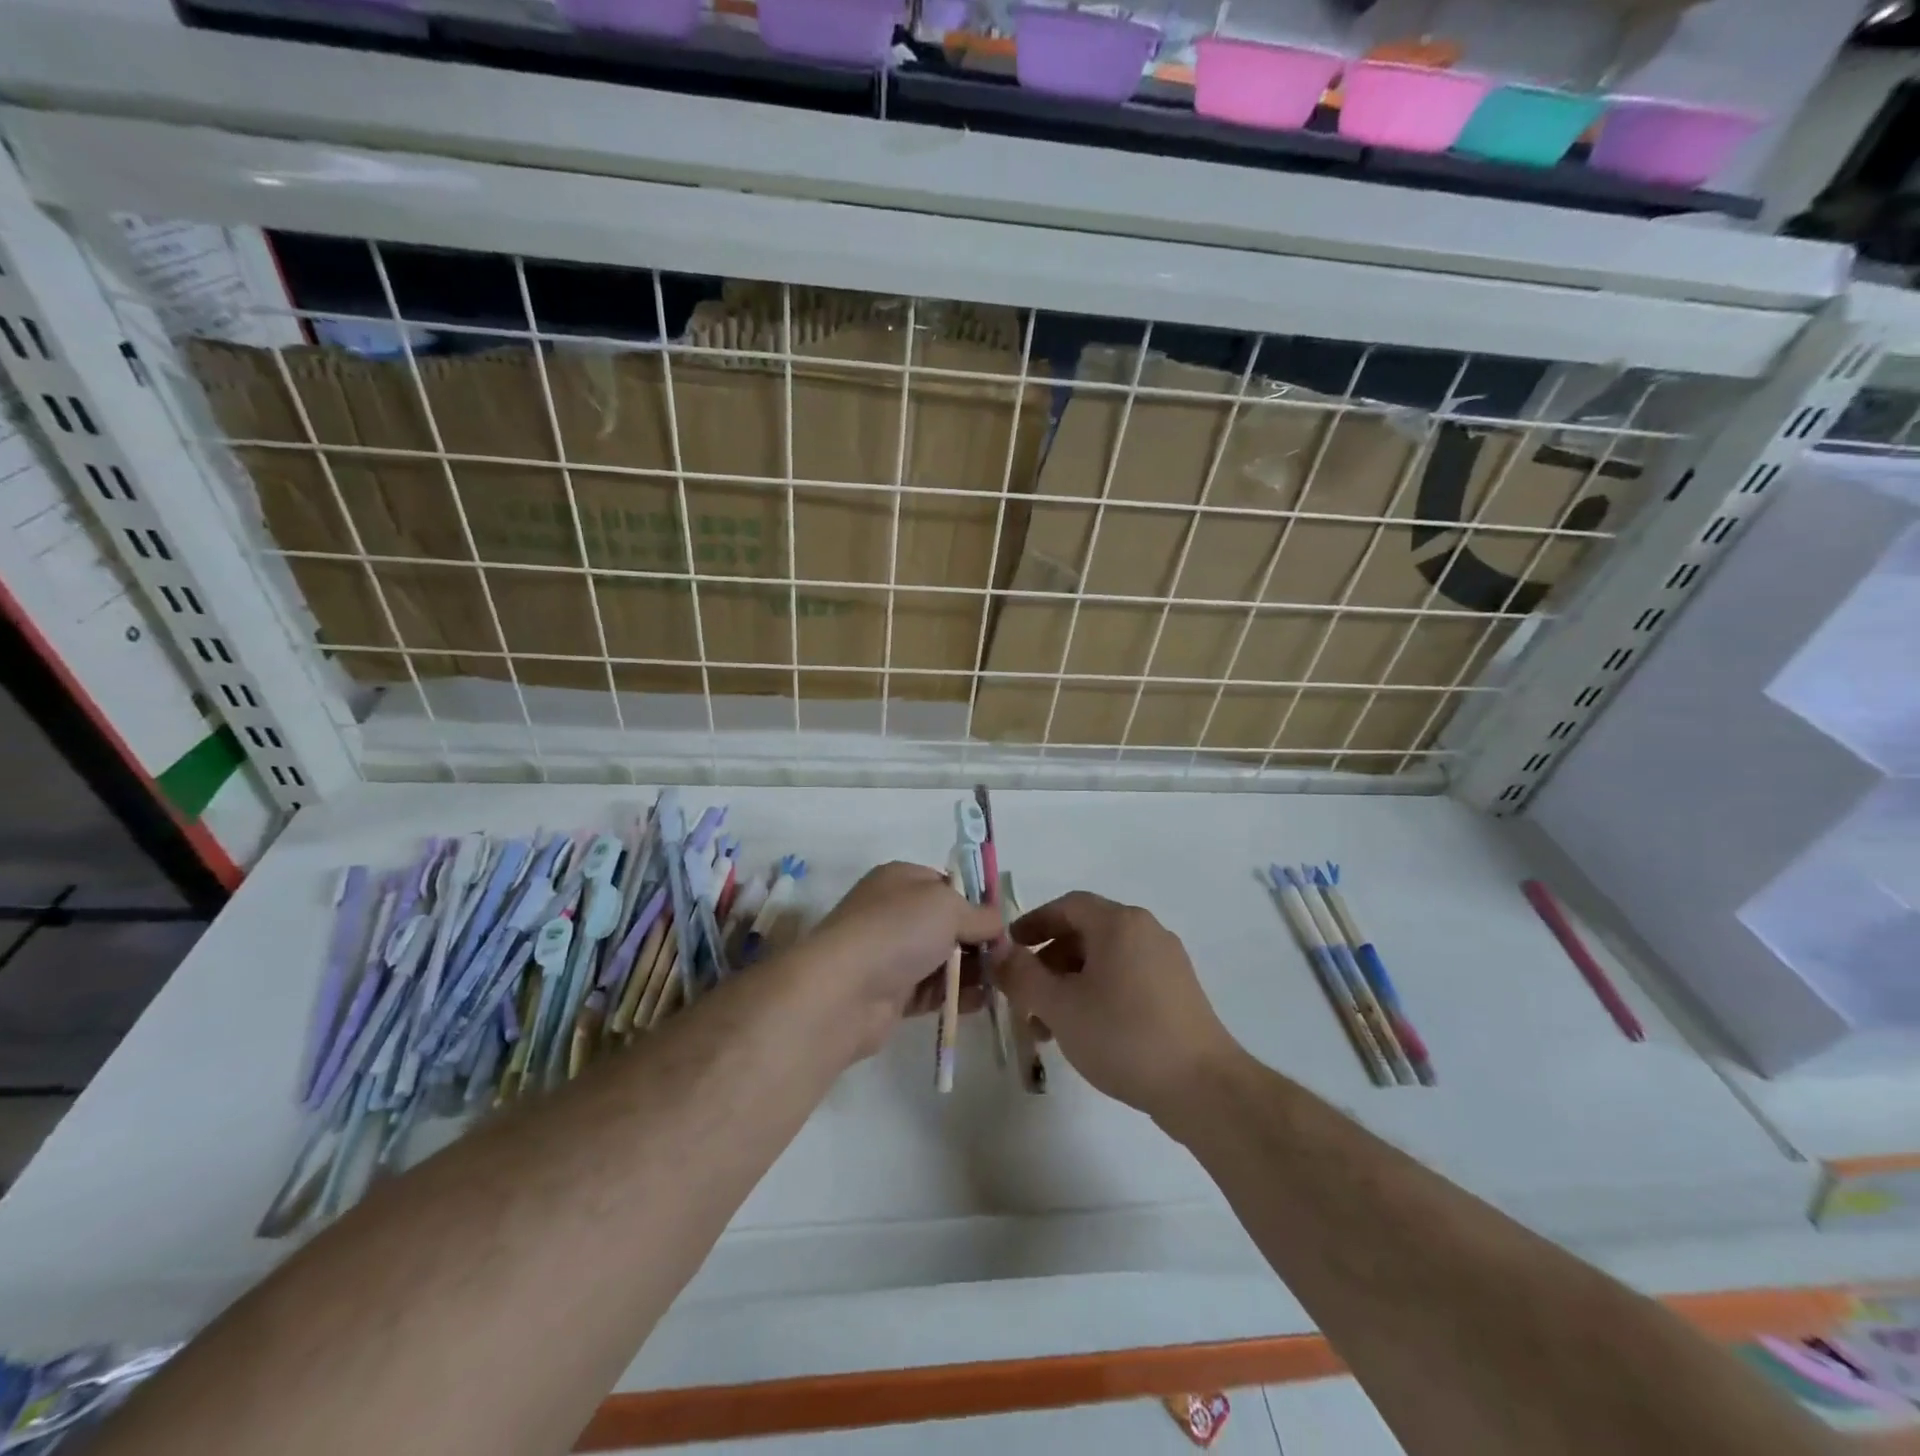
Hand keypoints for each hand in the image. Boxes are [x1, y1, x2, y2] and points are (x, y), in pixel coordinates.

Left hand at [795, 863, 1003, 1061]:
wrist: (843, 991)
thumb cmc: (897, 931)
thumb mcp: (948, 906)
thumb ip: (980, 914)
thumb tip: (997, 925)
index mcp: (901, 879)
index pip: (947, 884)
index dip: (976, 902)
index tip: (1003, 923)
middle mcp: (894, 913)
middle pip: (947, 924)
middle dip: (978, 940)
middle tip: (1008, 958)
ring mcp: (891, 954)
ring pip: (942, 959)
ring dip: (972, 970)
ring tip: (1004, 982)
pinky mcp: (892, 994)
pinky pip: (933, 991)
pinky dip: (958, 995)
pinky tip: (984, 1002)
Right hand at [989, 891, 1236, 1120]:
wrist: (1202, 1087)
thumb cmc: (1123, 1035)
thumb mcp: (1060, 1006)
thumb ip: (1022, 975)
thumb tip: (998, 953)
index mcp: (1119, 923)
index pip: (1067, 906)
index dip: (1033, 923)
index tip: (1009, 948)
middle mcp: (1146, 931)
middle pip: (1085, 933)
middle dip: (1048, 962)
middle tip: (1023, 996)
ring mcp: (1167, 962)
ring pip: (1105, 960)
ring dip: (1070, 983)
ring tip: (1048, 1026)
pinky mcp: (1178, 992)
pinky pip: (1126, 978)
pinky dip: (1097, 993)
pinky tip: (1084, 1031)